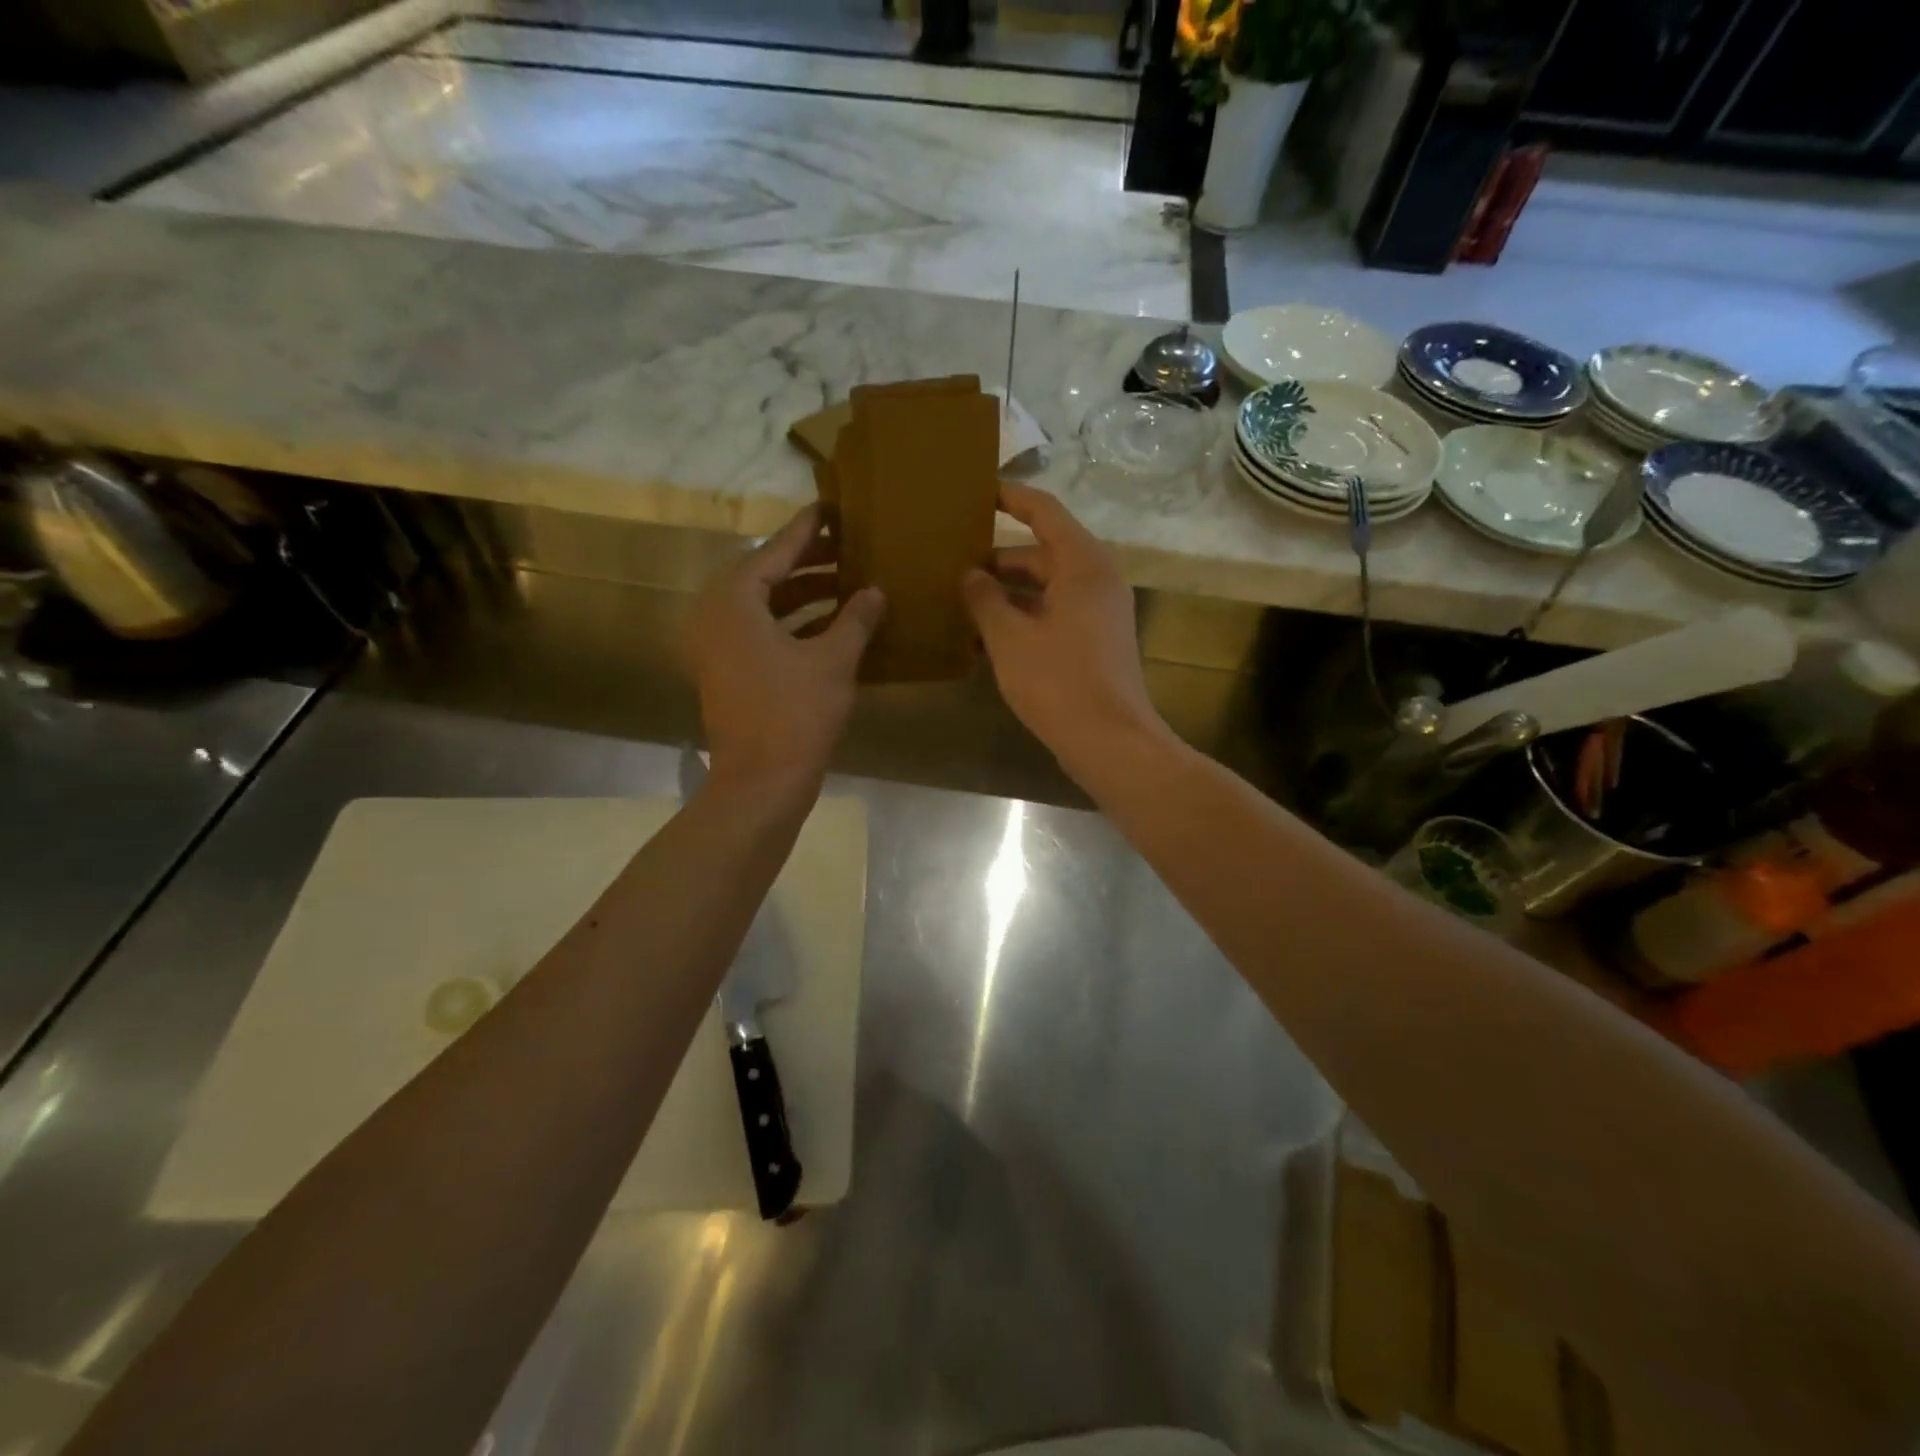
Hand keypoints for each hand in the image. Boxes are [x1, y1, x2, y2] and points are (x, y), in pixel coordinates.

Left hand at [689, 505, 883, 795]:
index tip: (831, 507)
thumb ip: (856, 619)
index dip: (808, 530)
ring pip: (763, 605)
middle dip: (808, 562)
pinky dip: (793, 623)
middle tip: (847, 546)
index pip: (776, 551)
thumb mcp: (834, 660)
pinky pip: (761, 631)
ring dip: (803, 594)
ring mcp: (717, 646)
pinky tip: (832, 624)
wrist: (761, 781)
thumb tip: (875, 591)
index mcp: (734, 600)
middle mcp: (715, 615)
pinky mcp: (727, 671)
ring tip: (846, 582)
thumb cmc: (796, 713)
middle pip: (765, 575)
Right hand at [962, 483, 1166, 778]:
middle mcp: (1096, 581)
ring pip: (1045, 590)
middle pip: (1042, 554)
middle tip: (951, 564)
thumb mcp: (1010, 638)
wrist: (1110, 742)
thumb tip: (970, 575)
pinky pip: (1053, 617)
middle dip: (996, 561)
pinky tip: (984, 642)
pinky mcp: (1095, 643)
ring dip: (1005, 597)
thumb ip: (985, 599)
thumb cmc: (1058, 682)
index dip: (1010, 498)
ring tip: (958, 606)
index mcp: (1082, 565)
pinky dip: (1022, 621)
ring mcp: (1098, 614)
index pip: (1044, 512)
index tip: (977, 491)